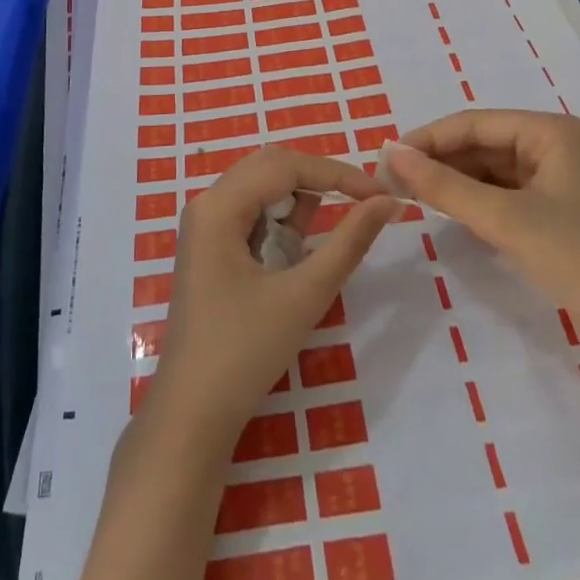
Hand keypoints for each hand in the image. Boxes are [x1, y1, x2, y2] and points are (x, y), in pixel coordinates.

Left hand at [143, 146, 400, 459]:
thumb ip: (348, 242)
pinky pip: (251, 216)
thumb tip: (387, 201)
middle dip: (318, 182)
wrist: (192, 414)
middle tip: (360, 206)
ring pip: (261, 190)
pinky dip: (279, 227)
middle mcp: (206, 203)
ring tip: (312, 250)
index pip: (286, 165)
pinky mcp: (209, 248)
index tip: (381, 192)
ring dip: (297, 207)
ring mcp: (204, 226)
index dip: (337, 173)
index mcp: (219, 205)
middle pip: (271, 167)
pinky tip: (290, 261)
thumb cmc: (246, 352)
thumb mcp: (305, 294)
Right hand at [381, 110, 579, 400]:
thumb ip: (443, 185)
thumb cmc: (578, 259)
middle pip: (480, 143)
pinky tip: (444, 209)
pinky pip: (500, 191)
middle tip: (390, 180)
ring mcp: (554, 178)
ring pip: (487, 168)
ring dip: (451, 180)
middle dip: (437, 160)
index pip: (473, 123)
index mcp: (549, 131)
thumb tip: (390, 153)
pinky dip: (472, 199)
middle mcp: (552, 145)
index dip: (427, 138)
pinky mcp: (552, 209)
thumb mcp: (504, 219)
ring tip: (408, 194)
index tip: (385, 159)